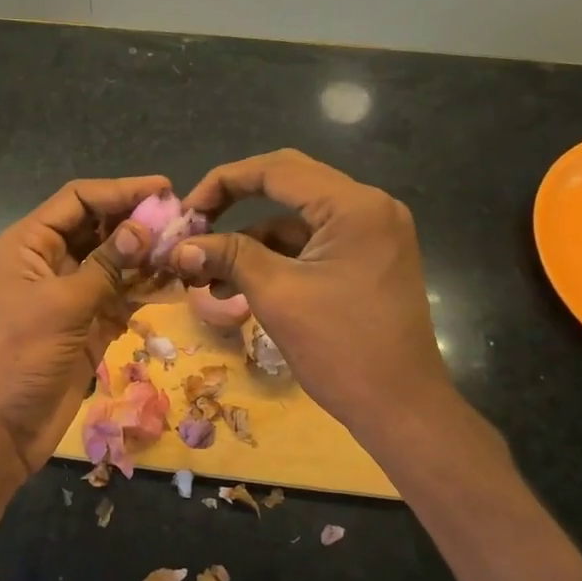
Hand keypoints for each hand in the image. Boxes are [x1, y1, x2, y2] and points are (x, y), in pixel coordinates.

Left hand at [0, 176, 165, 482]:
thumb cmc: (18, 357)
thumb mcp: (62, 305)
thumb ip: (105, 265)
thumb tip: (143, 227)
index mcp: (30, 244)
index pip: (79, 200)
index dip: (121, 190)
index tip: (166, 190)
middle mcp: (49, 262)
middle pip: (99, 228)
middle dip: (138, 223)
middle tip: (185, 223)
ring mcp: (69, 295)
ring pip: (113, 263)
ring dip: (146, 257)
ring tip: (188, 251)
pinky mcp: (86, 326)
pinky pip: (119, 297)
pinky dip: (144, 290)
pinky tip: (175, 285)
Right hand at [176, 150, 487, 460]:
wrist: (402, 410)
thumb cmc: (342, 349)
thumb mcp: (277, 296)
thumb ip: (229, 257)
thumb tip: (179, 247)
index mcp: (354, 205)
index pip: (276, 169)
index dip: (223, 182)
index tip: (186, 211)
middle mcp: (368, 207)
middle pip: (286, 184)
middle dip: (233, 204)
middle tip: (194, 227)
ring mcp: (369, 233)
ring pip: (294, 218)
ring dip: (248, 240)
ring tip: (204, 273)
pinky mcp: (364, 259)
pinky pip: (308, 244)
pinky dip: (272, 259)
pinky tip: (234, 287)